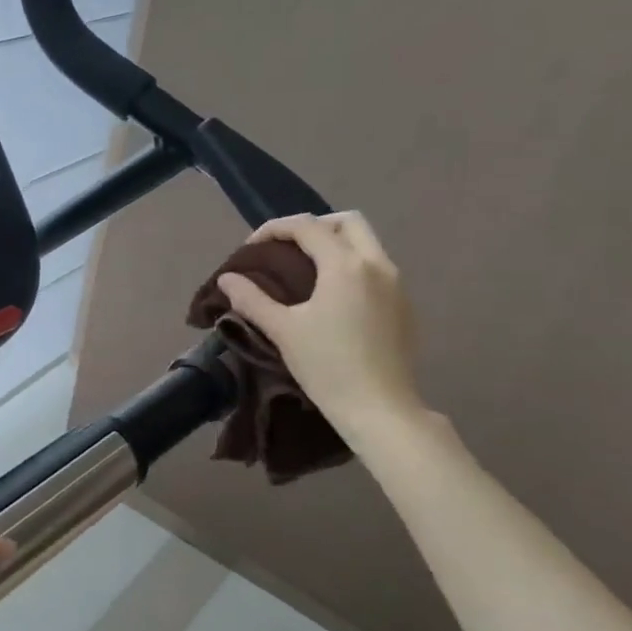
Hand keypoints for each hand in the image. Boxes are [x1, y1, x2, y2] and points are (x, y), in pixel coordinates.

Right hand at [217, 211, 427, 444]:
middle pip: (347, 222)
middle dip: (313, 226)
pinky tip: (331, 297)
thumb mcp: (282, 330)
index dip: (274, 229)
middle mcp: (377, 264)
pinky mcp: (404, 306)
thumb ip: (252, 299)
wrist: (379, 408)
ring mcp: (396, 284)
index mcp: (345, 265)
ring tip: (304, 271)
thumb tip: (227, 278)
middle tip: (285, 249)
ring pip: (366, 243)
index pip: (307, 226)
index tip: (250, 249)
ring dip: (334, 244)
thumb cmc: (327, 366)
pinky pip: (375, 268)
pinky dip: (350, 266)